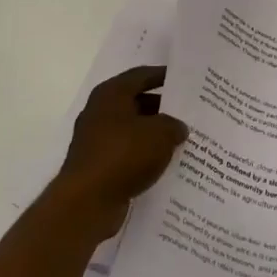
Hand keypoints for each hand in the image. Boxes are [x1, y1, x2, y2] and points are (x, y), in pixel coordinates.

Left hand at [51, 65, 187, 237]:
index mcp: (111, 94)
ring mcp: (97, 140)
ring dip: (155, 134)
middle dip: (163, 108)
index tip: (184, 79)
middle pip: (136, 102)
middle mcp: (100, 112)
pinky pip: (128, 153)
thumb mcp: (160, 133)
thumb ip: (174, 125)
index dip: (163, 75)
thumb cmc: (124, 155)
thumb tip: (178, 128)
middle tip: (189, 112)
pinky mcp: (98, 165)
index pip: (141, 75)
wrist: (87, 201)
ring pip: (133, 130)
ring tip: (183, 139)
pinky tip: (166, 163)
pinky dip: (145, 155)